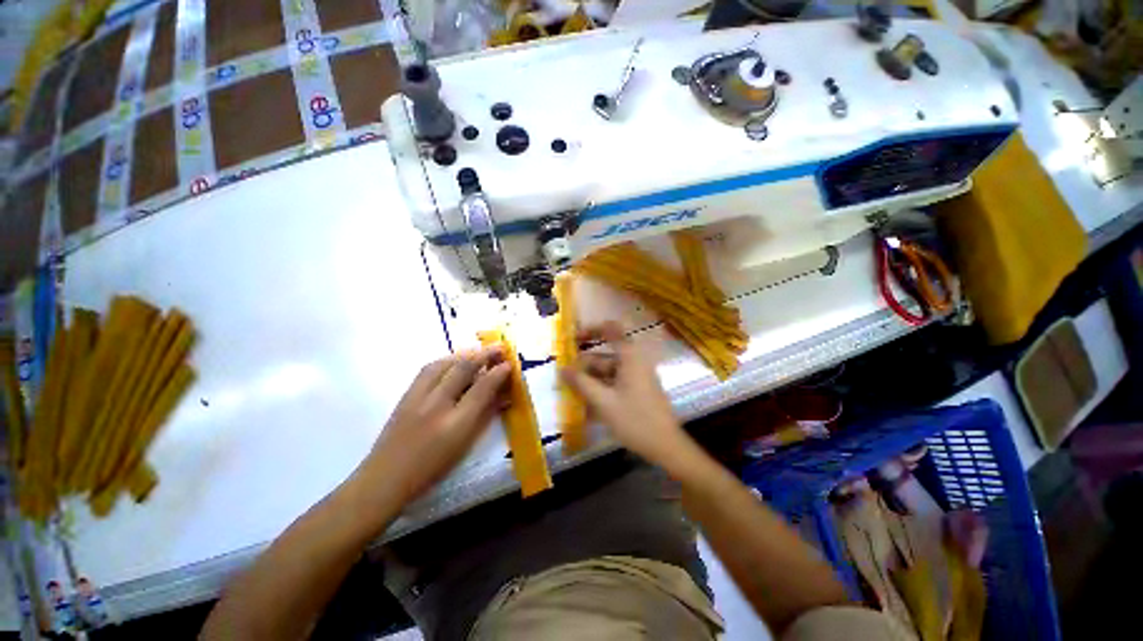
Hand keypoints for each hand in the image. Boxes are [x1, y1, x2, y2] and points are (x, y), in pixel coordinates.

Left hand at [356, 347, 510, 506]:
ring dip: (465, 354)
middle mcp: (436, 405)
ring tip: (478, 351)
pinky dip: (446, 360)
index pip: (482, 388)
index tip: (509, 363)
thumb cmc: (432, 468)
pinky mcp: (405, 395)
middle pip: (463, 369)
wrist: (385, 478)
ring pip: (444, 364)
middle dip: (484, 354)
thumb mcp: (465, 445)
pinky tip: (453, 361)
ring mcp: (418, 398)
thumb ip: (485, 416)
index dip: (498, 373)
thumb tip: (503, 396)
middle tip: (499, 347)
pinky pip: (428, 369)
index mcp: (455, 424)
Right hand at [559, 322, 697, 472]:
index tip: (572, 339)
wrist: (665, 447)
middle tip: (565, 380)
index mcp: (629, 356)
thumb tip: (562, 368)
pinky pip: (614, 384)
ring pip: (607, 372)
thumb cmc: (635, 420)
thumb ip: (581, 383)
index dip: (591, 330)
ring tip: (572, 395)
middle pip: (604, 356)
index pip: (610, 329)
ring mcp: (636, 377)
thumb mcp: (603, 402)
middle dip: (584, 367)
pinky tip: (587, 407)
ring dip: (590, 381)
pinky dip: (600, 391)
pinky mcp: (637, 390)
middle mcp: (633, 362)